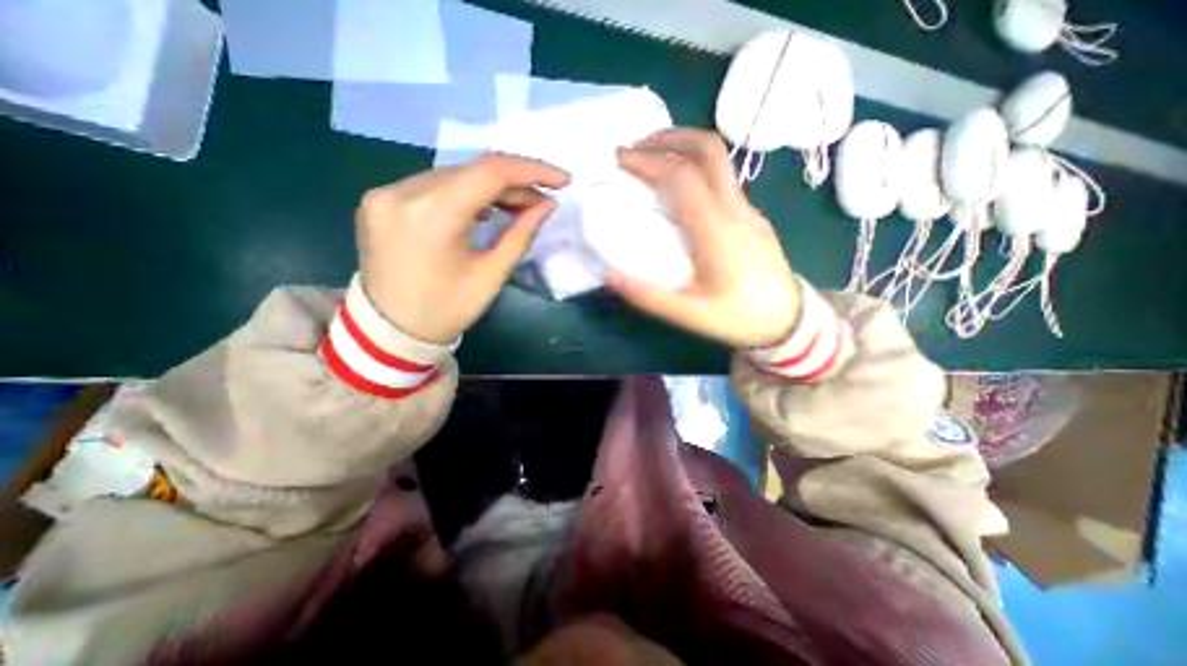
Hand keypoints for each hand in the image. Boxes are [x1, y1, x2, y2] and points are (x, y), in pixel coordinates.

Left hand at [356, 155, 570, 345]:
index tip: (562, 180)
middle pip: (471, 170)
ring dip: (491, 186)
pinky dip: (465, 191)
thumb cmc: (447, 310)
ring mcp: (385, 193)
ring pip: (453, 174)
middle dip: (514, 181)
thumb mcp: (491, 276)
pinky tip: (485, 207)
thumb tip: (547, 204)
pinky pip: (433, 184)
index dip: (531, 171)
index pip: (489, 173)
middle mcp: (401, 192)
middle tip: (542, 199)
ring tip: (519, 204)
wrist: (391, 331)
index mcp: (431, 217)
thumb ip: (521, 235)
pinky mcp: (380, 199)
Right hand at [611, 128, 795, 349]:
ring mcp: (748, 210)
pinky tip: (680, 187)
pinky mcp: (752, 216)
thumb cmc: (738, 318)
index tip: (622, 159)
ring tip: (654, 157)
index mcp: (717, 231)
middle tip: (637, 146)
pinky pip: (723, 179)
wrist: (789, 321)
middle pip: (709, 151)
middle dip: (670, 137)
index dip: (650, 161)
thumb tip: (610, 276)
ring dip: (684, 148)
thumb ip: (648, 297)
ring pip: (720, 161)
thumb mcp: (689, 315)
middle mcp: (736, 210)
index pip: (683, 177)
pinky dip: (697, 168)